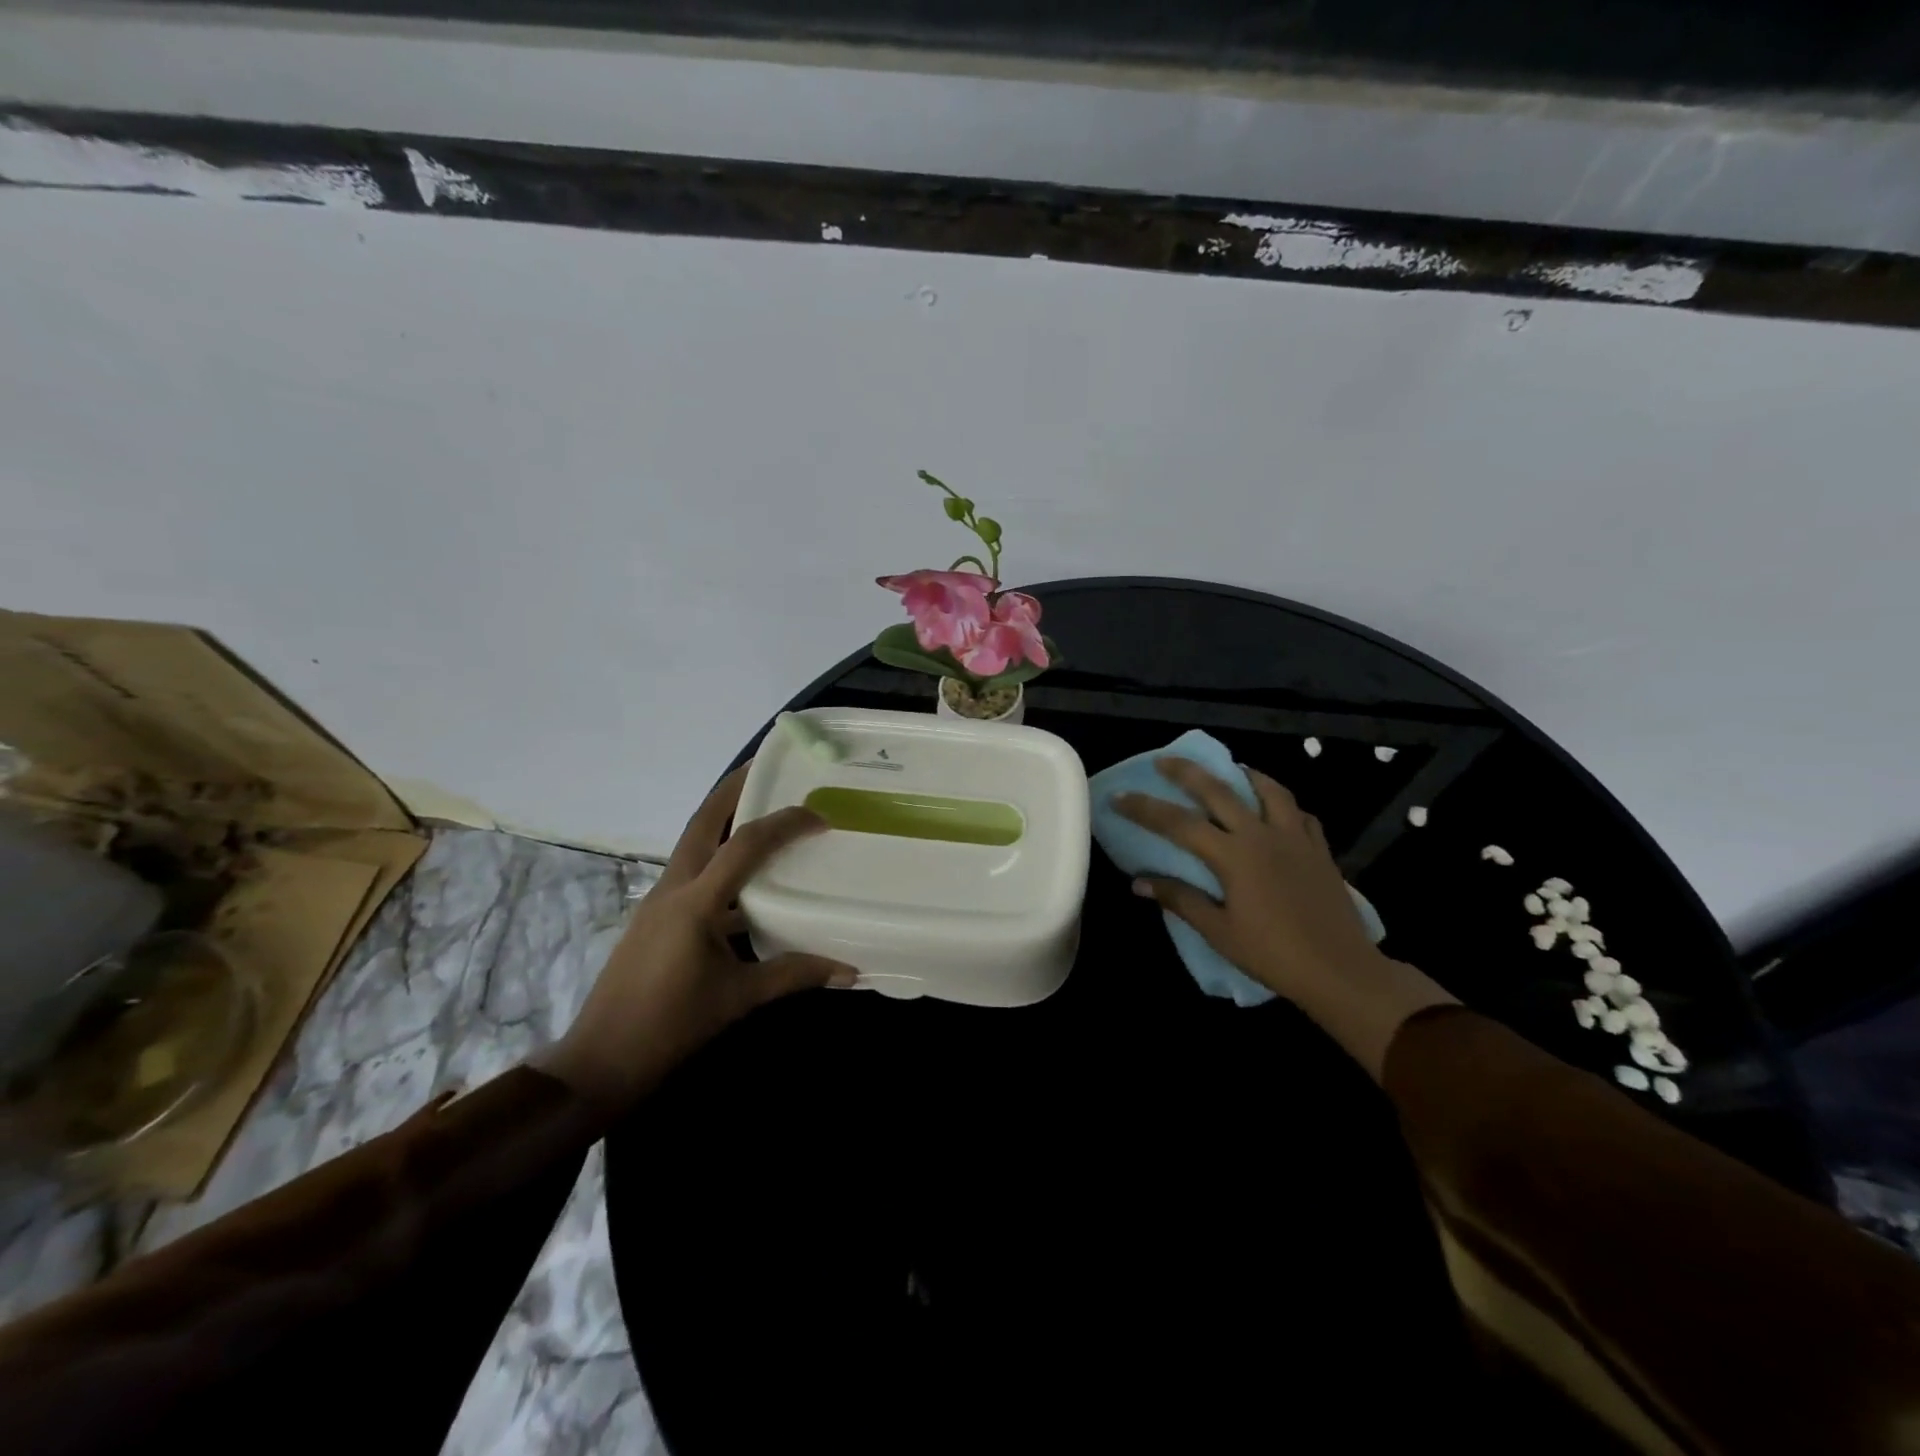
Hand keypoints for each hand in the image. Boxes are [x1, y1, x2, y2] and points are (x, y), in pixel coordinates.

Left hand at [539, 763, 855, 1113]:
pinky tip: (743, 874)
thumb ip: (794, 975)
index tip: (819, 814)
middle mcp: (673, 888)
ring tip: (759, 805)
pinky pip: (692, 869)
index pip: (745, 846)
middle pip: (702, 820)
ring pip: (693, 841)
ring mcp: (659, 900)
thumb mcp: (738, 1000)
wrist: (600, 1061)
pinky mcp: (655, 916)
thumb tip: (850, 969)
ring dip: (723, 817)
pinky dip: (718, 855)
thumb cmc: (669, 1028)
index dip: (784, 823)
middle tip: (767, 765)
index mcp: (694, 903)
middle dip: (734, 787)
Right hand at [1114, 758, 1455, 1080]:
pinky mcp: (1320, 850)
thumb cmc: (1274, 955)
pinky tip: (1274, 809)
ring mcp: (1296, 838)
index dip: (1145, 808)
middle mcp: (1263, 835)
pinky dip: (1281, 803)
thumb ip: (1180, 899)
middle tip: (1164, 760)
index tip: (1119, 797)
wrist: (1342, 971)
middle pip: (1220, 791)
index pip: (1179, 823)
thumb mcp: (1219, 931)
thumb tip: (1140, 882)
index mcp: (1234, 855)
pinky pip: (1299, 813)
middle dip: (1187, 772)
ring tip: (1229, 770)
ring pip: (1269, 790)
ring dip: (1243, 775)